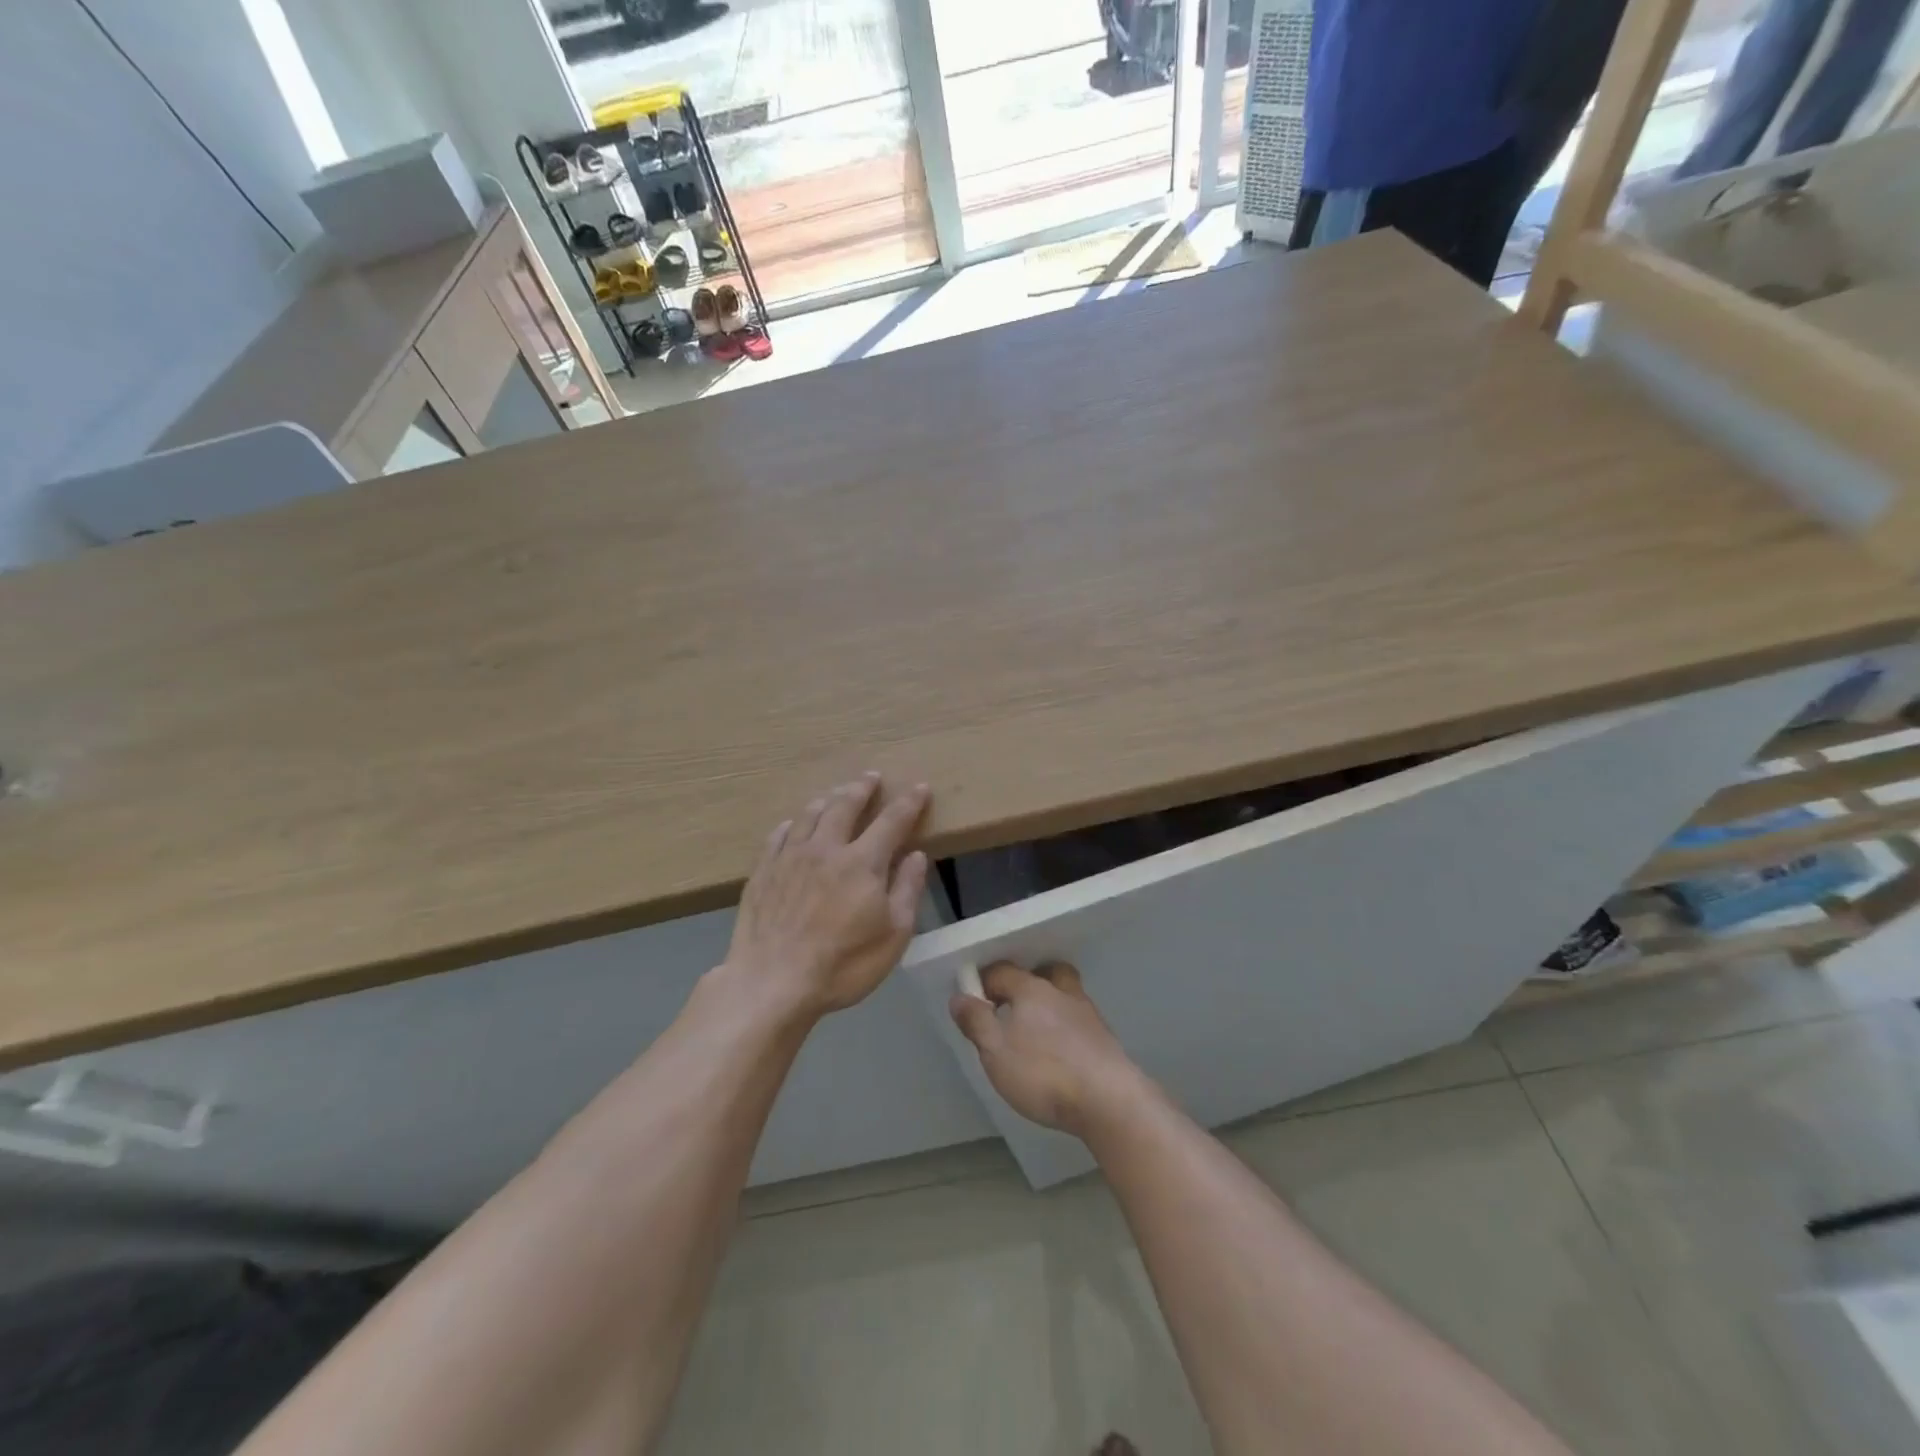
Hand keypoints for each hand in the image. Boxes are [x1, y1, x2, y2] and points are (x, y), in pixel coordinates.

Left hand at [724, 773, 929, 1017]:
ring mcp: (789, 857)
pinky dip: (791, 824)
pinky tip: (793, 825)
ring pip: (810, 815)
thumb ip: (907, 890)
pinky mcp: (763, 872)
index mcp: (862, 862)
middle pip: (845, 806)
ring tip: (835, 794)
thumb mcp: (893, 935)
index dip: (909, 802)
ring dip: (827, 799)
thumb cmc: (843, 965)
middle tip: (871, 777)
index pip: (892, 821)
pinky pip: (778, 835)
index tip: (920, 787)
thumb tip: (915, 854)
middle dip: (862, 788)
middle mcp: (826, 848)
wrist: (772, 983)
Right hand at [949, 962, 1142, 1137]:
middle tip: (1012, 1006)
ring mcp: (1088, 1015)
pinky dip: (1067, 1029)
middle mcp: (1062, 993)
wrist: (1109, 1101)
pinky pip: (1079, 1022)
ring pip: (1065, 996)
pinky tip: (1061, 1053)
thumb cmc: (1043, 1073)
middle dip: (1028, 982)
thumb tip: (959, 996)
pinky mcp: (1105, 1041)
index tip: (974, 1002)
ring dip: (1050, 1006)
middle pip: (1045, 972)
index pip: (1003, 971)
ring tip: (1036, 1033)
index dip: (984, 982)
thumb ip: (976, 1022)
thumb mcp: (996, 1052)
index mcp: (1032, 990)